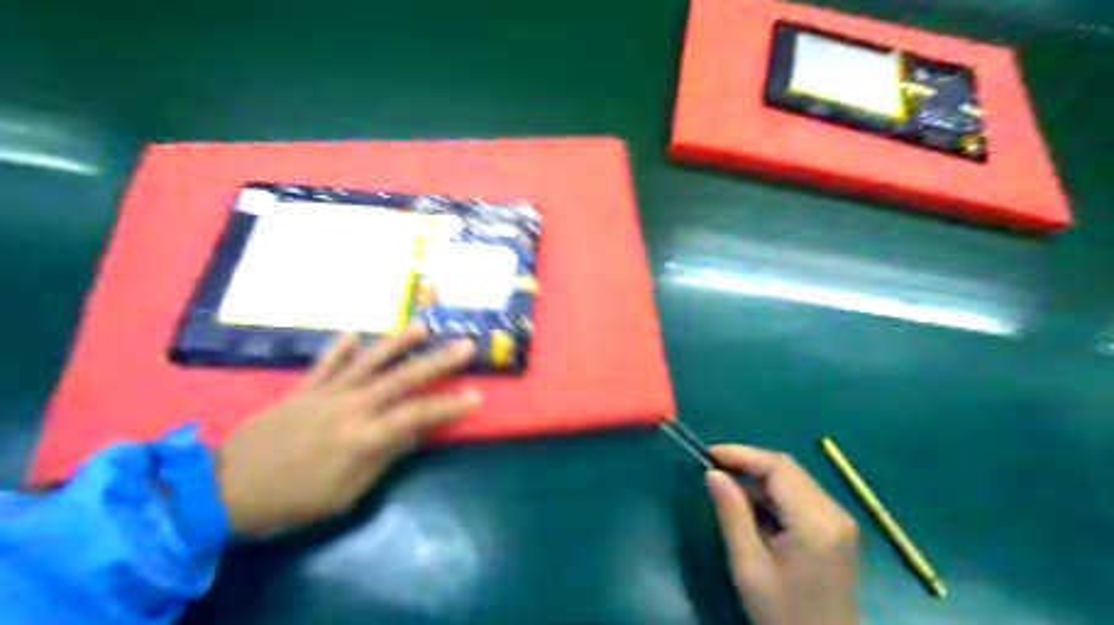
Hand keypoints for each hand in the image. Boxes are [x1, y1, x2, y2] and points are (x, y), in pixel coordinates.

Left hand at [214, 326, 478, 535]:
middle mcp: (351, 407)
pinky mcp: (302, 389)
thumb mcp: (345, 495)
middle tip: (465, 345)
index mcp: (364, 437)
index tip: (476, 395)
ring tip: (422, 327)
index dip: (449, 406)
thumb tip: (413, 433)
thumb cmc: (292, 502)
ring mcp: (325, 393)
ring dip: (397, 344)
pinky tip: (353, 335)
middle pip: (402, 379)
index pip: (418, 416)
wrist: (225, 490)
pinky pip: (325, 365)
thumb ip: (382, 458)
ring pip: (369, 362)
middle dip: (437, 362)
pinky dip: (340, 349)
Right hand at [708, 444, 854, 623]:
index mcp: (816, 522)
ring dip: (759, 480)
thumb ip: (732, 514)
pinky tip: (753, 510)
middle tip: (713, 471)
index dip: (741, 454)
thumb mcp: (749, 567)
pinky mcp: (837, 531)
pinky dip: (773, 496)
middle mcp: (835, 513)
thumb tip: (713, 473)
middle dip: (748, 464)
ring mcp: (840, 522)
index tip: (708, 455)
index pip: (778, 467)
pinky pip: (800, 497)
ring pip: (793, 480)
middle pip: (787, 469)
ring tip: (728, 492)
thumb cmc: (783, 616)